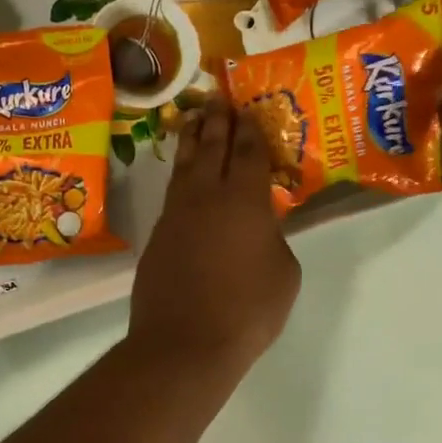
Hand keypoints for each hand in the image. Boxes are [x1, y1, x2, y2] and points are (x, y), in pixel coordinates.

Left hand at [127, 96, 300, 373]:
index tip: (248, 109)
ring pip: (184, 165)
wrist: (184, 343)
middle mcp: (207, 196)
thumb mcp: (284, 274)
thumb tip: (261, 231)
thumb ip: (274, 240)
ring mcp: (177, 214)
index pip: (249, 152)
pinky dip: (179, 175)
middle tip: (218, 98)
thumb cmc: (247, 310)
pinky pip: (172, 193)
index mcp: (246, 200)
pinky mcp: (157, 236)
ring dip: (191, 139)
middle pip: (211, 147)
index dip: (250, 129)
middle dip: (217, 120)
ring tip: (193, 120)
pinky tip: (183, 177)